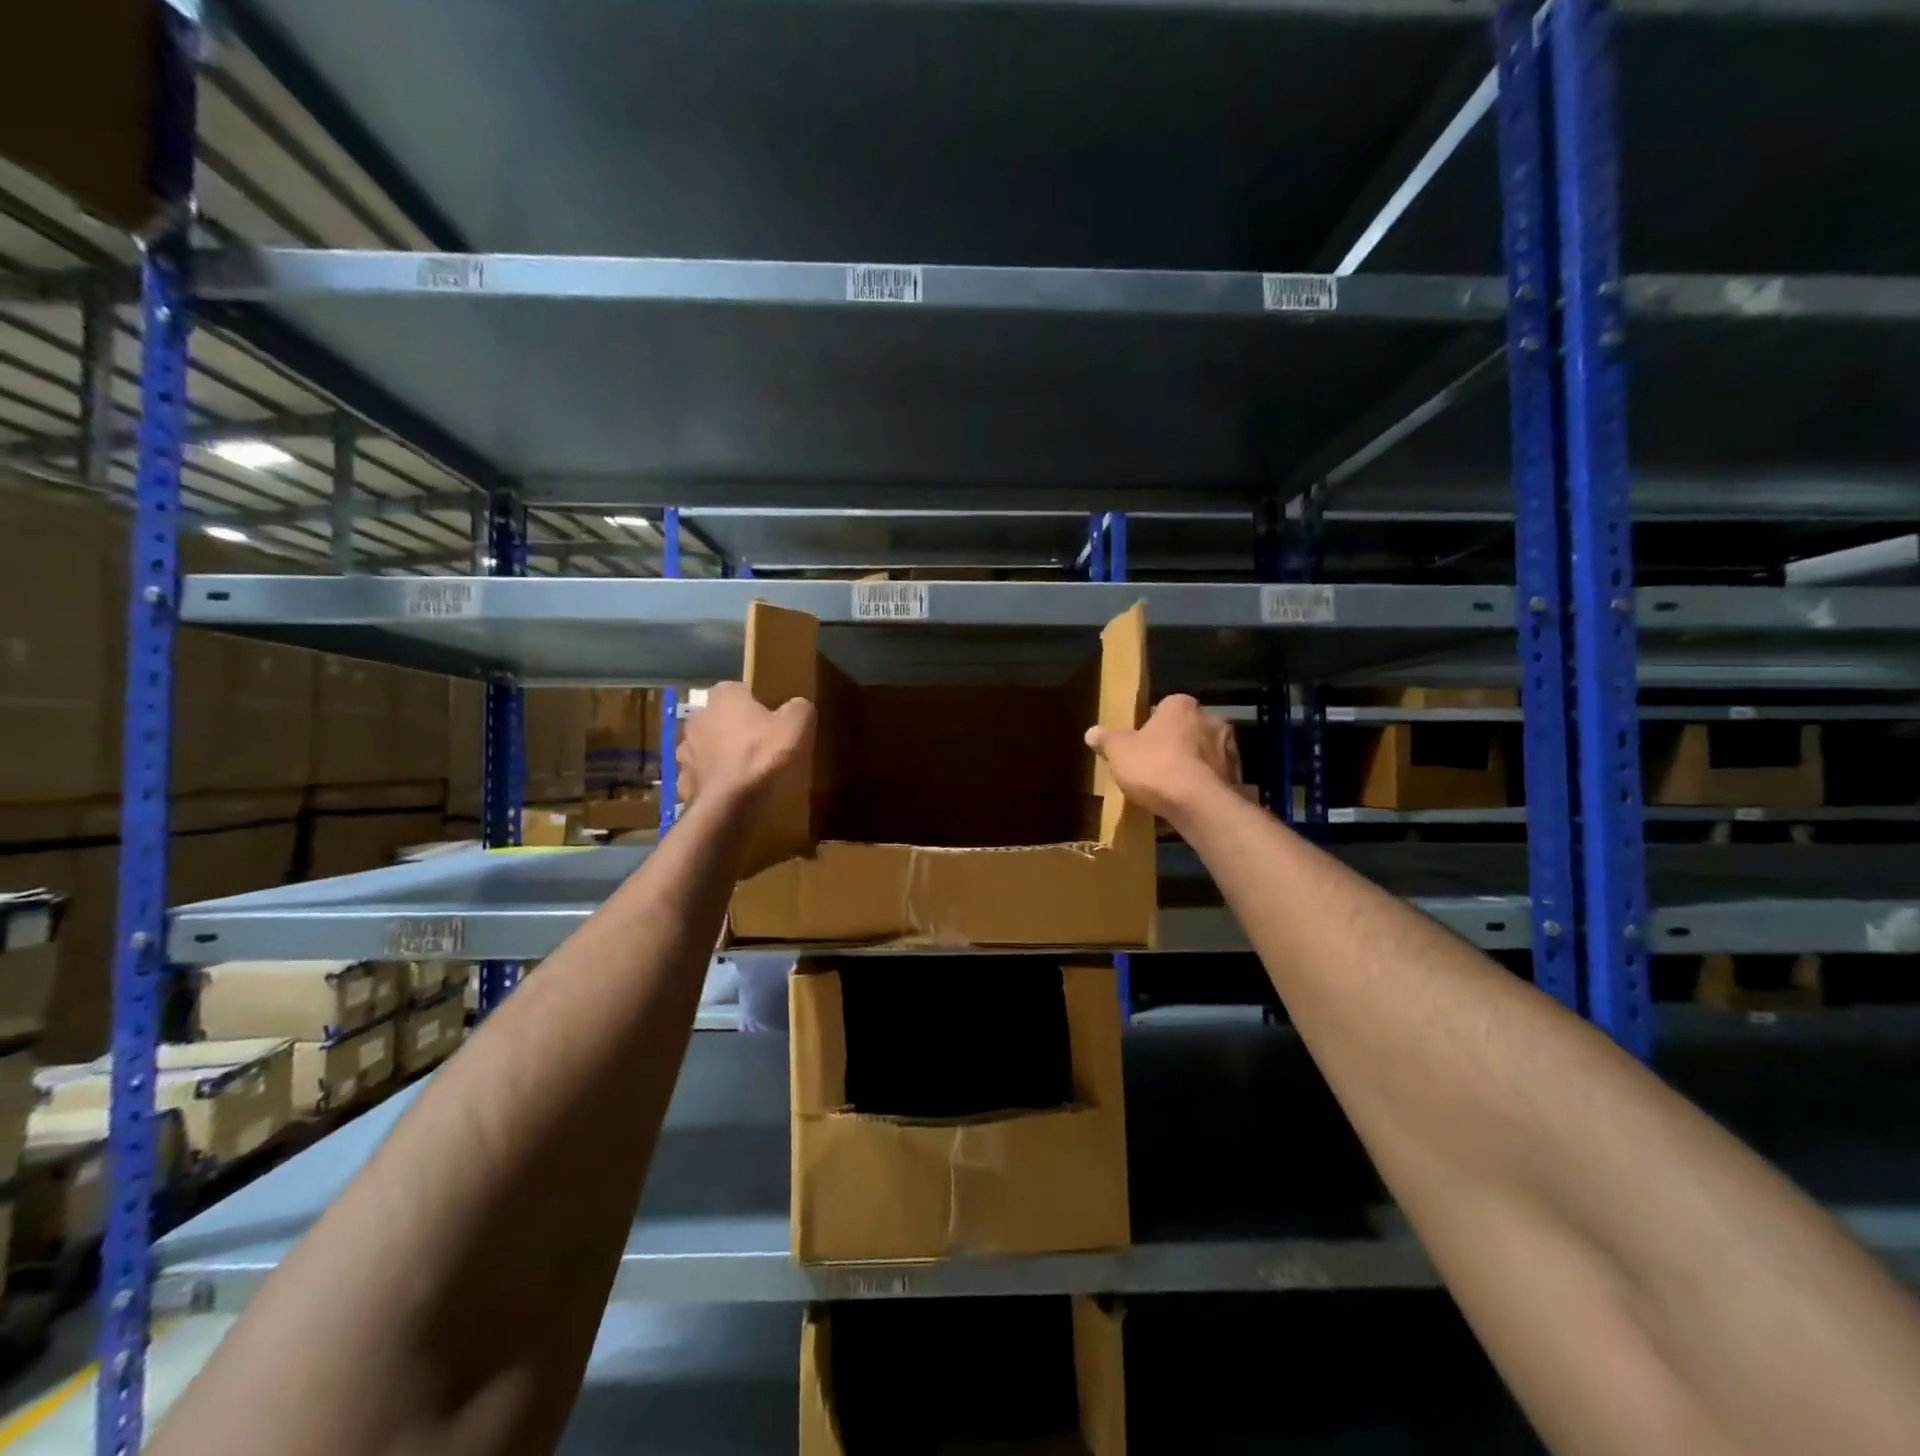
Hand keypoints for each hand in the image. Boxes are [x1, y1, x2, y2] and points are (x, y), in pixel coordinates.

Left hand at [676, 682, 813, 812]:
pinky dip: (712, 779)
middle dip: (735, 727)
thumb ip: (799, 708)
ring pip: (706, 745)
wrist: (730, 803)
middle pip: (720, 717)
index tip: (771, 720)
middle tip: (759, 744)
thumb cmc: (763, 756)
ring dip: (719, 753)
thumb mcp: (797, 725)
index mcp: (724, 696)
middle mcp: (698, 716)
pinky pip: (700, 773)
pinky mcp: (682, 777)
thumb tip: (797, 706)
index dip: (756, 704)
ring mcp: (685, 748)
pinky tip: (729, 789)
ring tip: (743, 770)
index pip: (739, 689)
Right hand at [1085, 694, 1240, 820]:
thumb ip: (1106, 739)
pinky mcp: (1237, 775)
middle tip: (1153, 764)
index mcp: (1181, 705)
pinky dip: (1202, 783)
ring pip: (1202, 752)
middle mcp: (1210, 718)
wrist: (1199, 803)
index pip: (1165, 707)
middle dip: (1173, 742)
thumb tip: (1091, 732)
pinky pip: (1213, 775)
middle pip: (1186, 728)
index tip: (1139, 743)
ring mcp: (1228, 747)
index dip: (1150, 725)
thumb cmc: (1155, 766)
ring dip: (1190, 763)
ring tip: (1170, 786)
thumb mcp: (1119, 751)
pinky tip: (1187, 799)